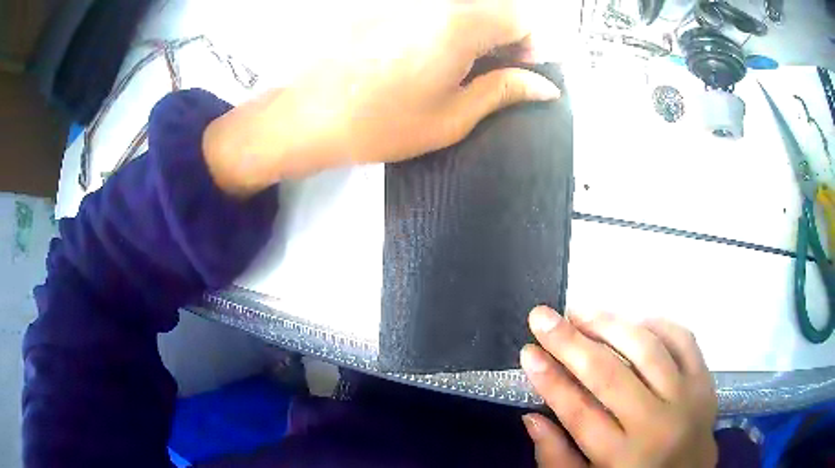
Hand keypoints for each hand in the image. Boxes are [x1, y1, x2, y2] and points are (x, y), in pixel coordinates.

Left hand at [203, 0, 560, 195]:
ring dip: (476, 32)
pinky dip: (447, 27)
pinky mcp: (385, 6)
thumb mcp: (453, 116)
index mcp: (458, 24)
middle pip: (492, 7)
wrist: (307, 117)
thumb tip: (544, 87)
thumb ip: (504, 92)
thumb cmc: (381, 124)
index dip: (529, 45)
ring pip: (463, 7)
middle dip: (505, 36)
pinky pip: (432, 9)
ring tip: (462, 67)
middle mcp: (434, 2)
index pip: (519, 18)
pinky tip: (432, 54)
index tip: (521, 71)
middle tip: (494, 71)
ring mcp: (406, 2)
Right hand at [520, 307, 717, 467]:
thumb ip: (556, 458)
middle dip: (570, 342)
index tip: (528, 352)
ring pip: (647, 349)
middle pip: (610, 375)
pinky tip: (631, 320)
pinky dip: (656, 323)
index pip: (579, 412)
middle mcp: (656, 425)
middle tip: (542, 317)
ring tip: (580, 312)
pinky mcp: (705, 380)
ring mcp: (687, 398)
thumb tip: (532, 417)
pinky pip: (683, 340)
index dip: (550, 380)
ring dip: (610, 324)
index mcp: (621, 458)